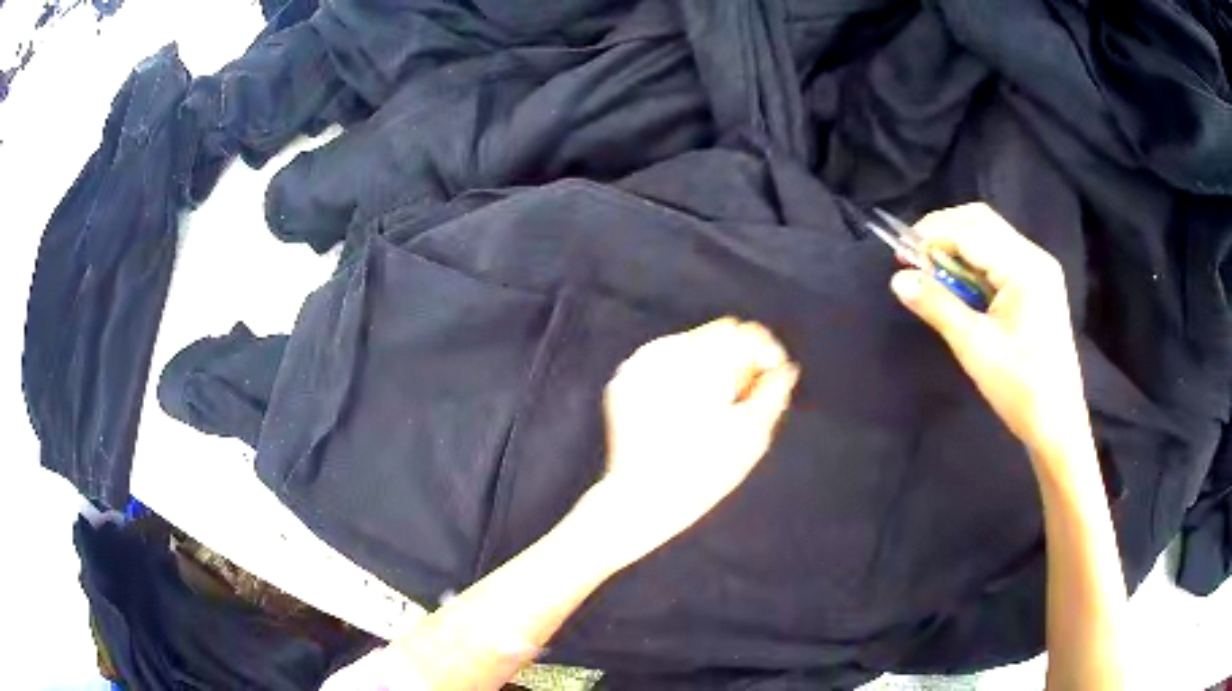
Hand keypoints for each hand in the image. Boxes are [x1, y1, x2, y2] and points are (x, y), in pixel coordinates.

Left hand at [596, 318, 798, 543]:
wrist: (642, 497)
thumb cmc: (705, 470)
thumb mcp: (753, 434)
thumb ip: (774, 392)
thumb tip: (786, 369)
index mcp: (702, 359)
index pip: (745, 333)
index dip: (765, 354)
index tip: (770, 380)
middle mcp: (667, 352)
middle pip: (717, 335)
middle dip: (736, 360)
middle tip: (741, 400)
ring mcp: (639, 363)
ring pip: (688, 346)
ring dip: (707, 367)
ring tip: (710, 411)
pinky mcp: (623, 379)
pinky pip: (661, 363)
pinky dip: (678, 378)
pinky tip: (683, 413)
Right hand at [889, 203, 1089, 455]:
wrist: (1058, 424)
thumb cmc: (1020, 389)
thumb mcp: (975, 348)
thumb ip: (937, 306)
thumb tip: (898, 279)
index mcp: (1025, 268)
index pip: (971, 230)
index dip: (932, 235)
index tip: (900, 255)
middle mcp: (1034, 257)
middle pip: (982, 221)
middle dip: (943, 231)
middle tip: (914, 260)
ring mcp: (1039, 269)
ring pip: (990, 235)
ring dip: (957, 244)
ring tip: (932, 272)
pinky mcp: (1038, 284)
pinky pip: (1000, 255)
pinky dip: (974, 260)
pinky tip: (960, 284)